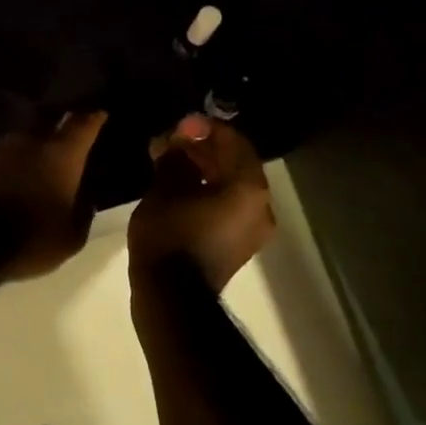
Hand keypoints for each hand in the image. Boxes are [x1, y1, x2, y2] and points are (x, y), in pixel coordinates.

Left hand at [0, 111, 107, 280]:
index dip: (93, 118)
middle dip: (57, 122)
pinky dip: (5, 164)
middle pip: (46, 119)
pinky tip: (5, 178)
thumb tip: (86, 198)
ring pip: (18, 138)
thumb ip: (83, 212)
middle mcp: (28, 142)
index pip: (82, 125)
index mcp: (59, 156)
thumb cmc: (29, 240)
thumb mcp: (71, 238)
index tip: (100, 114)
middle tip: (64, 132)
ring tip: (32, 160)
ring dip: (27, 146)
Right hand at [129, 114, 274, 292]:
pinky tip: (177, 189)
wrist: (172, 299)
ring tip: (169, 163)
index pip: (235, 143)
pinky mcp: (237, 247)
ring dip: (203, 171)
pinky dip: (206, 193)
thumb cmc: (170, 236)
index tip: (179, 125)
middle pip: (235, 165)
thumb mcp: (165, 190)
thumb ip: (175, 158)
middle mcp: (260, 207)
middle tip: (171, 142)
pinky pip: (226, 208)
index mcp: (249, 189)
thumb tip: (177, 140)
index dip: (206, 128)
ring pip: (230, 187)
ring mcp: (252, 230)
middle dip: (203, 150)